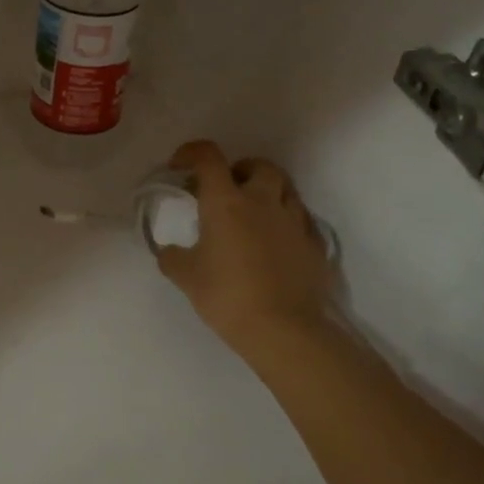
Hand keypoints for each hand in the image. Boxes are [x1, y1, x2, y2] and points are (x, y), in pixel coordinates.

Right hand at [156, 140, 339, 358]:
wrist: (284, 330)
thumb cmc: (227, 296)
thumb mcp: (186, 277)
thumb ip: (172, 257)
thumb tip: (168, 251)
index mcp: (226, 201)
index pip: (208, 157)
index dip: (191, 153)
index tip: (180, 166)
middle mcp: (262, 201)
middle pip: (258, 166)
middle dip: (240, 170)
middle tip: (225, 191)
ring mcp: (294, 222)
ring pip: (286, 189)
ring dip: (267, 193)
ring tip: (252, 216)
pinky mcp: (315, 245)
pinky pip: (301, 221)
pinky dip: (286, 223)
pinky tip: (275, 244)